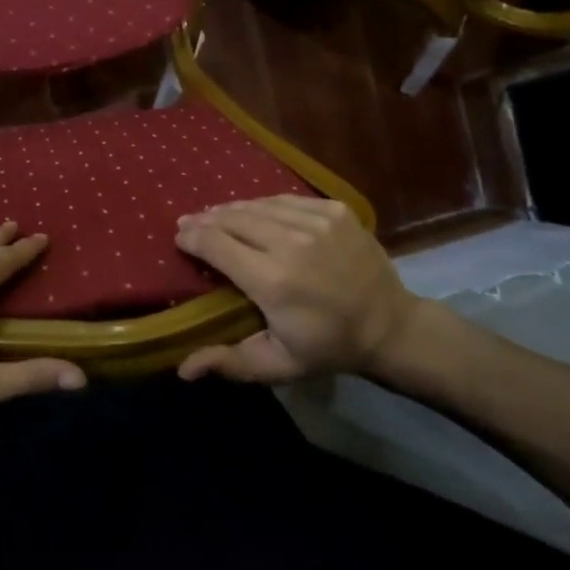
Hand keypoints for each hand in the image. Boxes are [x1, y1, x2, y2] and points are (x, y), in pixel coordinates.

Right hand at [174, 196, 412, 384]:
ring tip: (215, 213)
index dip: (192, 237)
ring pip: (259, 205)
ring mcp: (316, 222)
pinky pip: (287, 200)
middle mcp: (291, 243)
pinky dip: (265, 203)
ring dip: (232, 209)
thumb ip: (229, 363)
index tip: (179, 237)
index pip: (217, 245)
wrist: (390, 326)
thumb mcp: (278, 364)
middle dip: (206, 219)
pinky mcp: (335, 211)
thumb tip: (183, 369)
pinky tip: (254, 209)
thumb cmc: (328, 347)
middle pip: (234, 219)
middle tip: (189, 221)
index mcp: (273, 281)